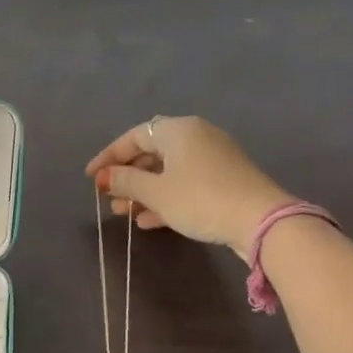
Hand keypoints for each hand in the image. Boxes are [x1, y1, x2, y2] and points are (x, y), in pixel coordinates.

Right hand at [85, 116, 292, 257]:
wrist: (261, 222)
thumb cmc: (200, 199)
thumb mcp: (156, 192)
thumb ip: (126, 182)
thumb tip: (105, 177)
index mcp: (178, 130)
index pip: (134, 136)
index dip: (109, 156)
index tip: (91, 177)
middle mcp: (196, 137)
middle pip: (152, 153)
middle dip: (127, 177)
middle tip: (108, 198)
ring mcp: (213, 159)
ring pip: (168, 171)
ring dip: (144, 191)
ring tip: (124, 213)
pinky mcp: (224, 180)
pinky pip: (185, 184)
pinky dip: (165, 198)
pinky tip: (149, 221)